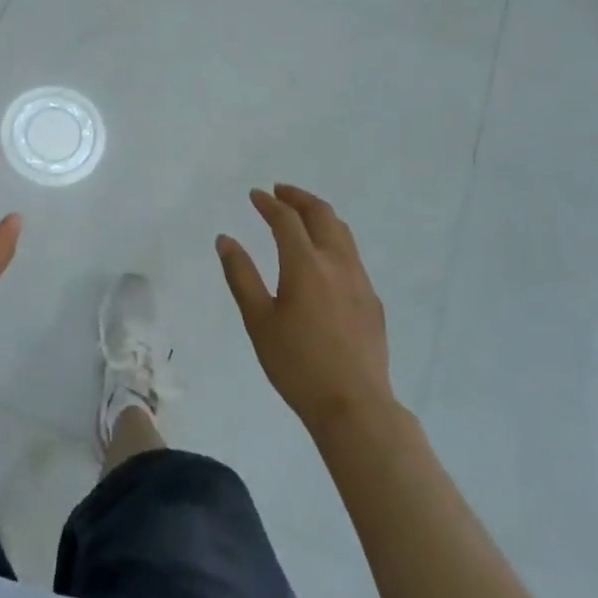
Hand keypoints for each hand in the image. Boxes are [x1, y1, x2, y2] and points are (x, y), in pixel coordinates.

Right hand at [216, 185, 393, 435]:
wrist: (354, 406)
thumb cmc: (297, 364)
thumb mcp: (258, 321)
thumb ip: (241, 275)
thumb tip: (225, 239)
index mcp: (306, 265)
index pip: (286, 220)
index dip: (269, 203)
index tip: (255, 195)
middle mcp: (337, 263)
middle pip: (322, 215)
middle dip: (299, 198)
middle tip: (280, 191)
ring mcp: (360, 281)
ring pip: (342, 232)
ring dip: (320, 215)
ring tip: (302, 215)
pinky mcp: (372, 300)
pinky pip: (352, 255)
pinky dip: (334, 240)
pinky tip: (323, 258)